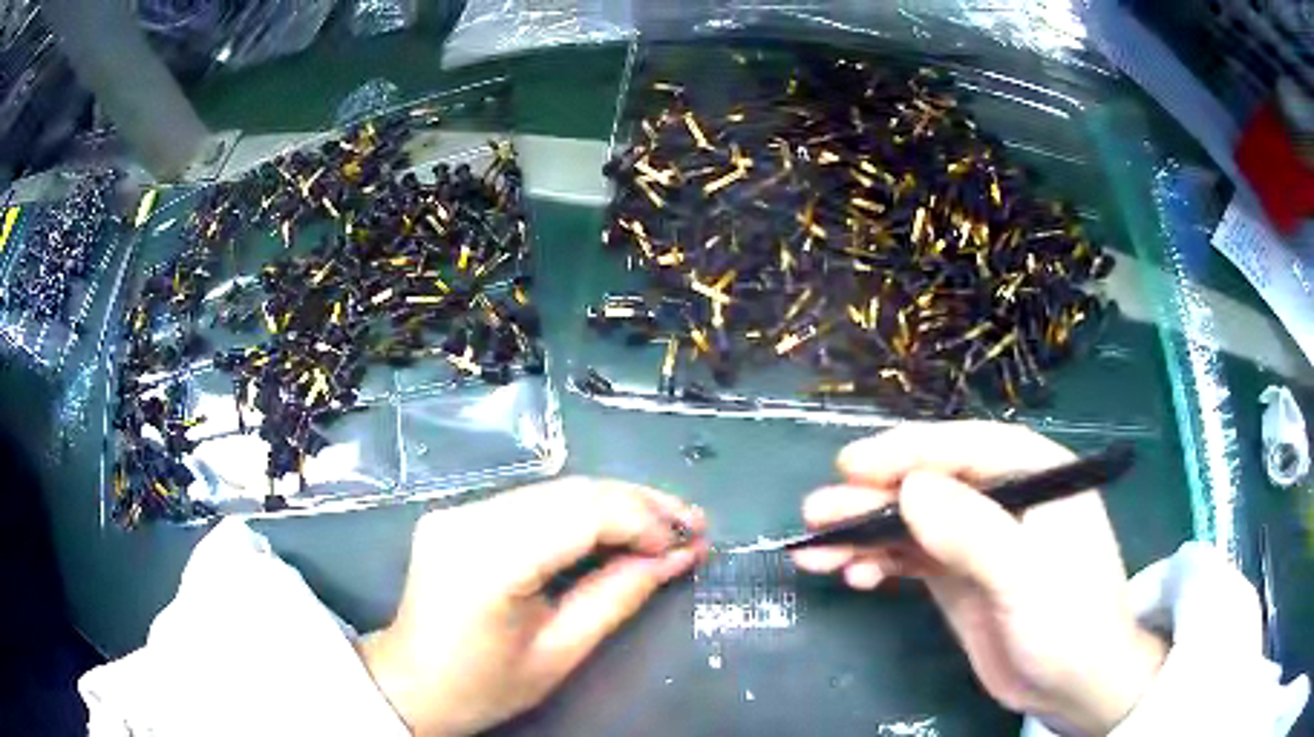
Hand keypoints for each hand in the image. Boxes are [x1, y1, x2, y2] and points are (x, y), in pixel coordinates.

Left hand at [358, 477, 708, 735]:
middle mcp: (468, 519)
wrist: (412, 684)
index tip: (689, 541)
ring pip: (555, 490)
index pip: (580, 515)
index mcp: (488, 562)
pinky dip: (581, 511)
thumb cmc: (485, 685)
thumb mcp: (561, 653)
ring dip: (615, 504)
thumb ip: (619, 595)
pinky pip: (533, 502)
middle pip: (570, 492)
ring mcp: (458, 510)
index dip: (643, 521)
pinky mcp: (459, 512)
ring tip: (666, 523)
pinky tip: (615, 526)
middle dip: (639, 504)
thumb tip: (679, 556)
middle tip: (692, 523)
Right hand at [792, 421, 1166, 735]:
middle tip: (815, 514)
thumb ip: (974, 533)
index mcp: (1035, 475)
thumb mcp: (1026, 578)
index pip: (966, 449)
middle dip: (872, 498)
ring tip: (816, 553)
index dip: (907, 451)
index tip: (850, 465)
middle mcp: (1004, 498)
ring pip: (913, 522)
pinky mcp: (959, 576)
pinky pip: (912, 557)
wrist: (1074, 685)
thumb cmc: (1068, 622)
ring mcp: (979, 539)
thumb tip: (910, 490)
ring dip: (865, 533)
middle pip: (931, 484)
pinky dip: (880, 562)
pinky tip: (854, 577)